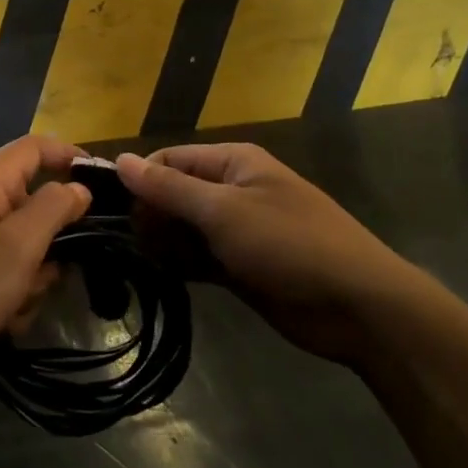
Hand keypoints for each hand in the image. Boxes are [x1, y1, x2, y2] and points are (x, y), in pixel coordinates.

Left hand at [0, 135, 90, 394]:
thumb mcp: (20, 245)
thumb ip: (55, 206)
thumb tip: (79, 188)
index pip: (37, 146)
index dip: (72, 156)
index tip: (106, 183)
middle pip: (34, 197)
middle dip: (51, 236)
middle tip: (54, 267)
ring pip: (25, 237)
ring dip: (33, 270)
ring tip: (20, 299)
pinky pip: (7, 263)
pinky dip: (14, 287)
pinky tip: (6, 315)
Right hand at [117, 144, 423, 363]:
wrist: (358, 307)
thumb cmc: (289, 244)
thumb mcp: (224, 211)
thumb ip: (169, 188)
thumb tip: (120, 161)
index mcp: (232, 163)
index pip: (169, 160)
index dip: (138, 180)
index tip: (108, 209)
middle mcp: (231, 191)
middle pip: (174, 194)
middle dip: (148, 214)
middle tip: (121, 242)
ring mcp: (236, 231)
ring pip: (183, 229)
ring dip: (161, 242)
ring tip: (136, 261)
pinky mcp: (239, 266)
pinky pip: (198, 258)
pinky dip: (179, 264)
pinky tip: (158, 275)